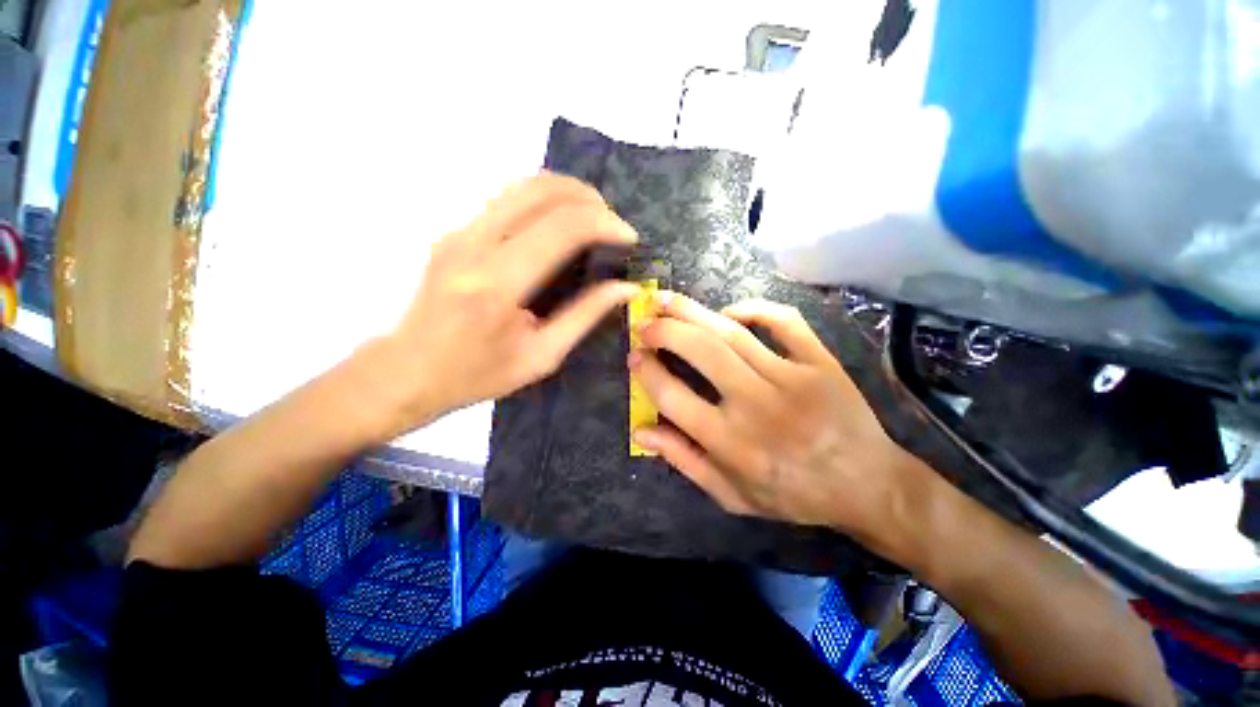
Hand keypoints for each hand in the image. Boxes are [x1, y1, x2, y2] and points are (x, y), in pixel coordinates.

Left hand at [362, 174, 639, 437]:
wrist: (407, 371)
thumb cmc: (477, 374)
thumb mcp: (542, 355)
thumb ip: (586, 315)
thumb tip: (626, 288)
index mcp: (498, 285)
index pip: (562, 229)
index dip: (604, 224)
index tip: (629, 237)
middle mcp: (474, 245)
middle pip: (541, 192)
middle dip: (589, 198)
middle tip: (613, 222)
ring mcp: (459, 232)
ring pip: (521, 186)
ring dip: (566, 192)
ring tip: (594, 215)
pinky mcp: (454, 232)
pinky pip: (507, 200)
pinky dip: (543, 201)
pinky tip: (560, 222)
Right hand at [629, 292, 922, 541]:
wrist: (866, 485)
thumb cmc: (792, 495)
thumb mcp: (730, 495)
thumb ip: (684, 460)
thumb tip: (641, 431)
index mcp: (731, 443)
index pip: (672, 397)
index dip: (646, 372)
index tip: (633, 356)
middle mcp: (757, 405)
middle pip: (701, 352)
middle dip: (665, 331)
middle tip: (645, 322)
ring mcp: (792, 378)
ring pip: (732, 333)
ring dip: (694, 312)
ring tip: (667, 300)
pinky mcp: (821, 362)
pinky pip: (784, 322)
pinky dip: (753, 308)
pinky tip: (729, 311)